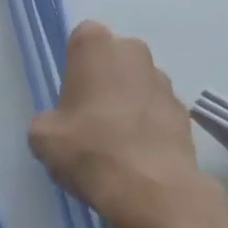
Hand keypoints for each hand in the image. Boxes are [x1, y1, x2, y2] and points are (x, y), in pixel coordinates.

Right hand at [28, 21, 227, 227]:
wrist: (149, 188)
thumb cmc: (88, 148)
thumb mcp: (42, 136)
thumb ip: (49, 120)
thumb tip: (60, 126)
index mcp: (96, 46)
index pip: (82, 39)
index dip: (75, 67)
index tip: (70, 96)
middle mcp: (133, 52)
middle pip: (114, 60)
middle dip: (105, 80)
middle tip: (90, 117)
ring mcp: (164, 81)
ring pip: (139, 84)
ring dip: (129, 103)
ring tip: (117, 142)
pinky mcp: (184, 112)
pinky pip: (158, 111)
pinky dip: (150, 126)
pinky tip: (139, 155)